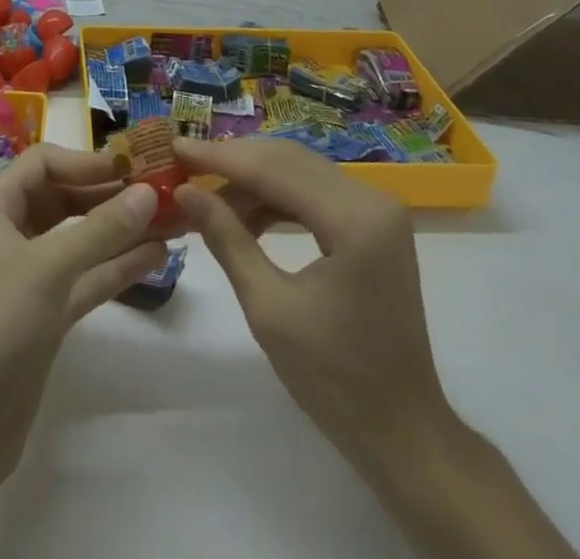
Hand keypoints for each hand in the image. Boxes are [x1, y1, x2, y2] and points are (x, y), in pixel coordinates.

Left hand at [0, 144, 168, 480]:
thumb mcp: (48, 268)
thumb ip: (102, 228)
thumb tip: (149, 191)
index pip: (43, 163)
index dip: (87, 161)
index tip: (133, 167)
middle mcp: (8, 232)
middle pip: (63, 198)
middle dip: (110, 195)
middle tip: (162, 191)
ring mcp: (27, 276)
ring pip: (78, 239)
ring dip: (120, 230)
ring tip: (172, 220)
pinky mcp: (43, 315)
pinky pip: (83, 276)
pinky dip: (115, 266)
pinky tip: (156, 257)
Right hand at [170, 135, 449, 483]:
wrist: (403, 433)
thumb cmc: (335, 380)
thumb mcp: (269, 309)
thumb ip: (227, 239)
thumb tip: (185, 192)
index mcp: (355, 218)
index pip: (274, 169)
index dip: (220, 156)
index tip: (175, 146)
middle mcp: (372, 198)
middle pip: (288, 160)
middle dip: (233, 162)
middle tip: (184, 166)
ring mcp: (377, 209)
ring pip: (299, 171)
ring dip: (252, 180)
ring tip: (206, 197)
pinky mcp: (373, 223)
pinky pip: (314, 192)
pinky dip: (276, 198)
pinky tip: (243, 214)